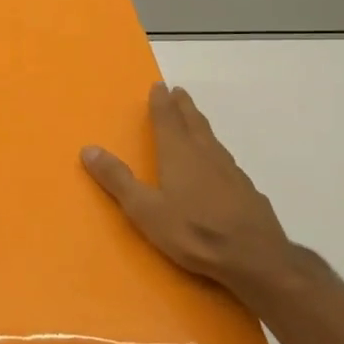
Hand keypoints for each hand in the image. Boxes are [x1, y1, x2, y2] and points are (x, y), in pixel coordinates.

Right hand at [82, 82, 306, 305]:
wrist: (255, 258)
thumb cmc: (193, 232)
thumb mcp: (145, 210)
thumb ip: (117, 180)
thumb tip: (88, 149)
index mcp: (179, 154)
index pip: (167, 119)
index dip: (161, 102)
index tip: (159, 85)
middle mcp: (206, 154)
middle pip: (193, 122)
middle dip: (183, 106)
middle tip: (179, 92)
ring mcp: (231, 172)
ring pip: (212, 139)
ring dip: (201, 125)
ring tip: (195, 120)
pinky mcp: (247, 191)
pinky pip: (227, 162)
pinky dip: (217, 152)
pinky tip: (220, 166)